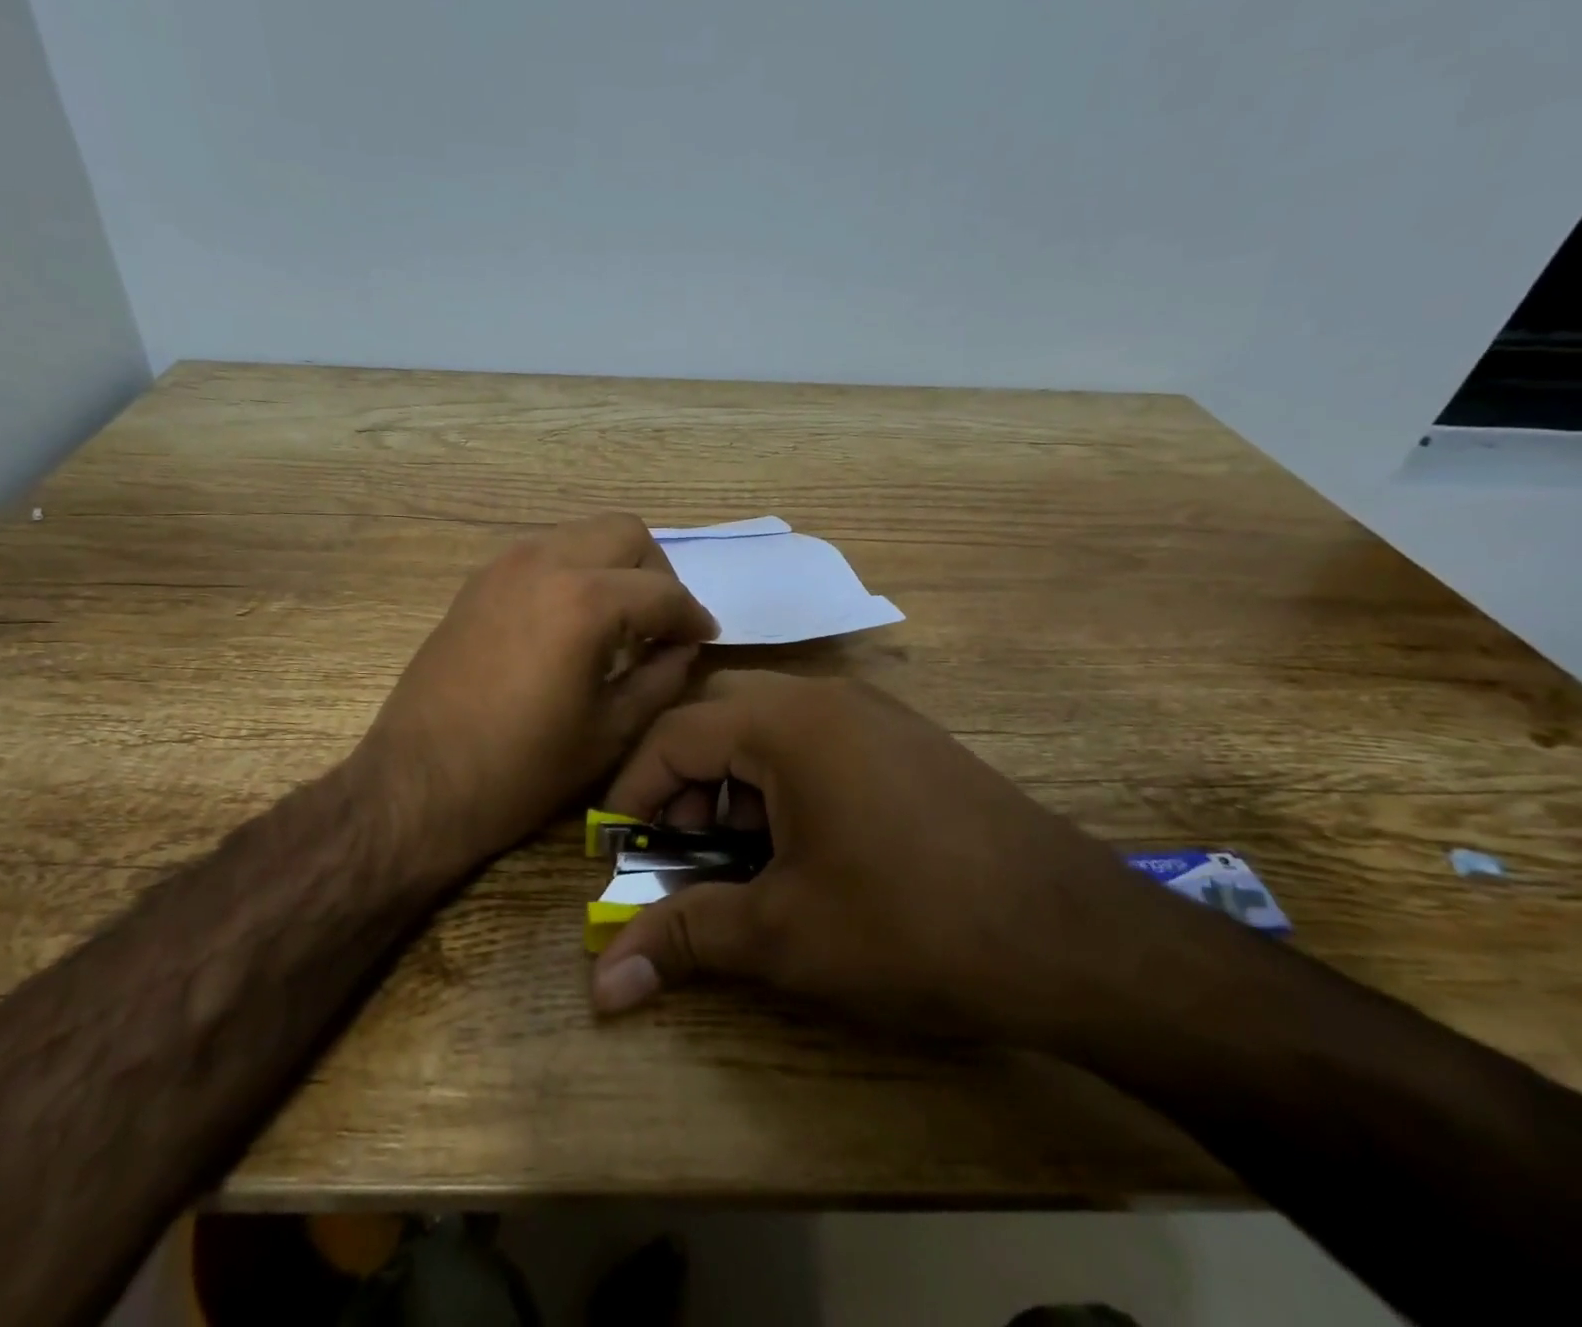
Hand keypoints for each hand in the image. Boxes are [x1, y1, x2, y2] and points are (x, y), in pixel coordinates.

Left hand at [357, 514, 717, 877]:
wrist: (419, 784)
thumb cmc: (522, 770)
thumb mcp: (611, 732)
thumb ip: (661, 679)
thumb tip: (683, 648)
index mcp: (586, 601)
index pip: (663, 591)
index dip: (693, 617)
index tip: (703, 640)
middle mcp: (546, 562)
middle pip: (625, 533)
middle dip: (656, 574)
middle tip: (660, 624)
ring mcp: (505, 566)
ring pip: (582, 534)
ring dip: (612, 567)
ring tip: (618, 623)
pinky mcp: (478, 582)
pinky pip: (544, 553)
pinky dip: (573, 572)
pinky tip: (571, 623)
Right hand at [589, 672, 1171, 1050]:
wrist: (1080, 940)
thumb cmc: (913, 926)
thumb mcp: (785, 935)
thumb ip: (686, 939)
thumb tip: (602, 985)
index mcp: (787, 723)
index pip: (674, 735)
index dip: (632, 792)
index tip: (616, 849)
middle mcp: (826, 697)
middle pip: (717, 714)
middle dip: (681, 778)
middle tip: (679, 846)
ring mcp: (873, 713)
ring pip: (767, 724)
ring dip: (732, 781)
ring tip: (739, 854)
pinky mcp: (905, 740)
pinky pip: (814, 739)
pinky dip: (781, 780)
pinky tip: (801, 844)